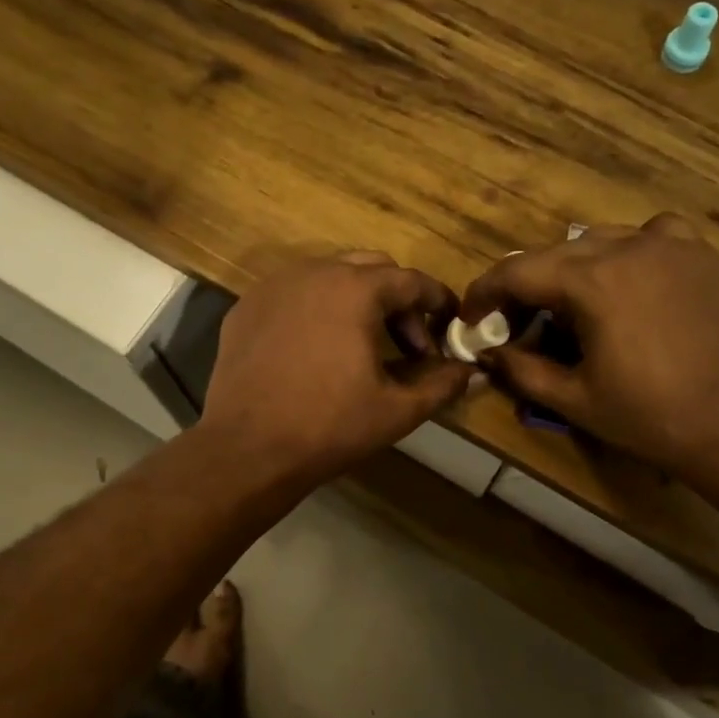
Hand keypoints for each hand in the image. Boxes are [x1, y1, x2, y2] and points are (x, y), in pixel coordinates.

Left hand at [202, 252, 472, 487]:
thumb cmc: (329, 427)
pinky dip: (316, 310)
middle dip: (398, 301)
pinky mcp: (245, 308)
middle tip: (408, 345)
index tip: (450, 326)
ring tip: (362, 345)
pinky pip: (292, 294)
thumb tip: (472, 373)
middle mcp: (313, 273)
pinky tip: (316, 350)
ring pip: (328, 276)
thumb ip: (442, 385)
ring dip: (356, 301)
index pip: (411, 280)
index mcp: (355, 289)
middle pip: (371, 268)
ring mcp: (273, 287)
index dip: (437, 302)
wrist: (247, 449)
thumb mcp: (397, 410)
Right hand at [460, 215, 718, 493]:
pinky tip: (634, 284)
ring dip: (574, 269)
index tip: (471, 320)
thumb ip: (522, 370)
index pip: (517, 271)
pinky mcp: (707, 257)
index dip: (485, 294)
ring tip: (573, 308)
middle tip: (517, 325)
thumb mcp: (575, 401)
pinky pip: (654, 238)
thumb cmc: (654, 418)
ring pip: (602, 240)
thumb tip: (490, 355)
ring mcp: (675, 247)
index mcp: (592, 280)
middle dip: (527, 286)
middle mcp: (630, 247)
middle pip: (556, 254)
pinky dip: (629, 254)